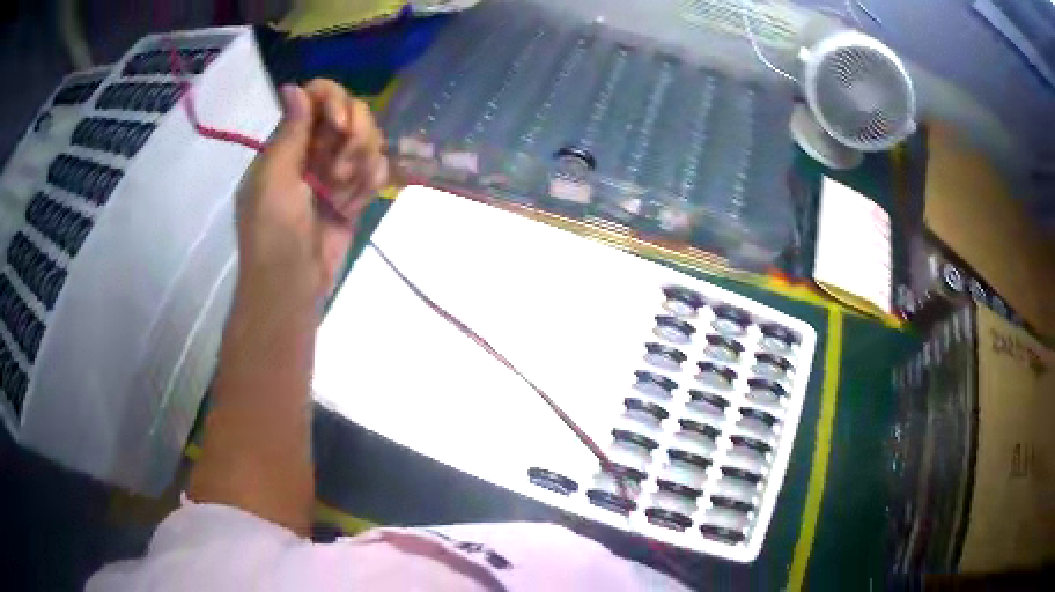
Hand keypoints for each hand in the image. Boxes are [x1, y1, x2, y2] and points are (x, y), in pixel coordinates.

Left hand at [236, 80, 388, 297]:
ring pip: (369, 139)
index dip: (335, 101)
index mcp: (288, 142)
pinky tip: (353, 205)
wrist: (291, 287)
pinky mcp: (355, 194)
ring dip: (362, 163)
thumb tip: (293, 86)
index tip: (339, 125)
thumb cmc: (273, 233)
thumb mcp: (273, 180)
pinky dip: (371, 182)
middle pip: (351, 112)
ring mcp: (335, 171)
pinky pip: (377, 168)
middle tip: (339, 170)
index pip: (318, 97)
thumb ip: (289, 133)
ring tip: (343, 196)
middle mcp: (314, 150)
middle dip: (354, 137)